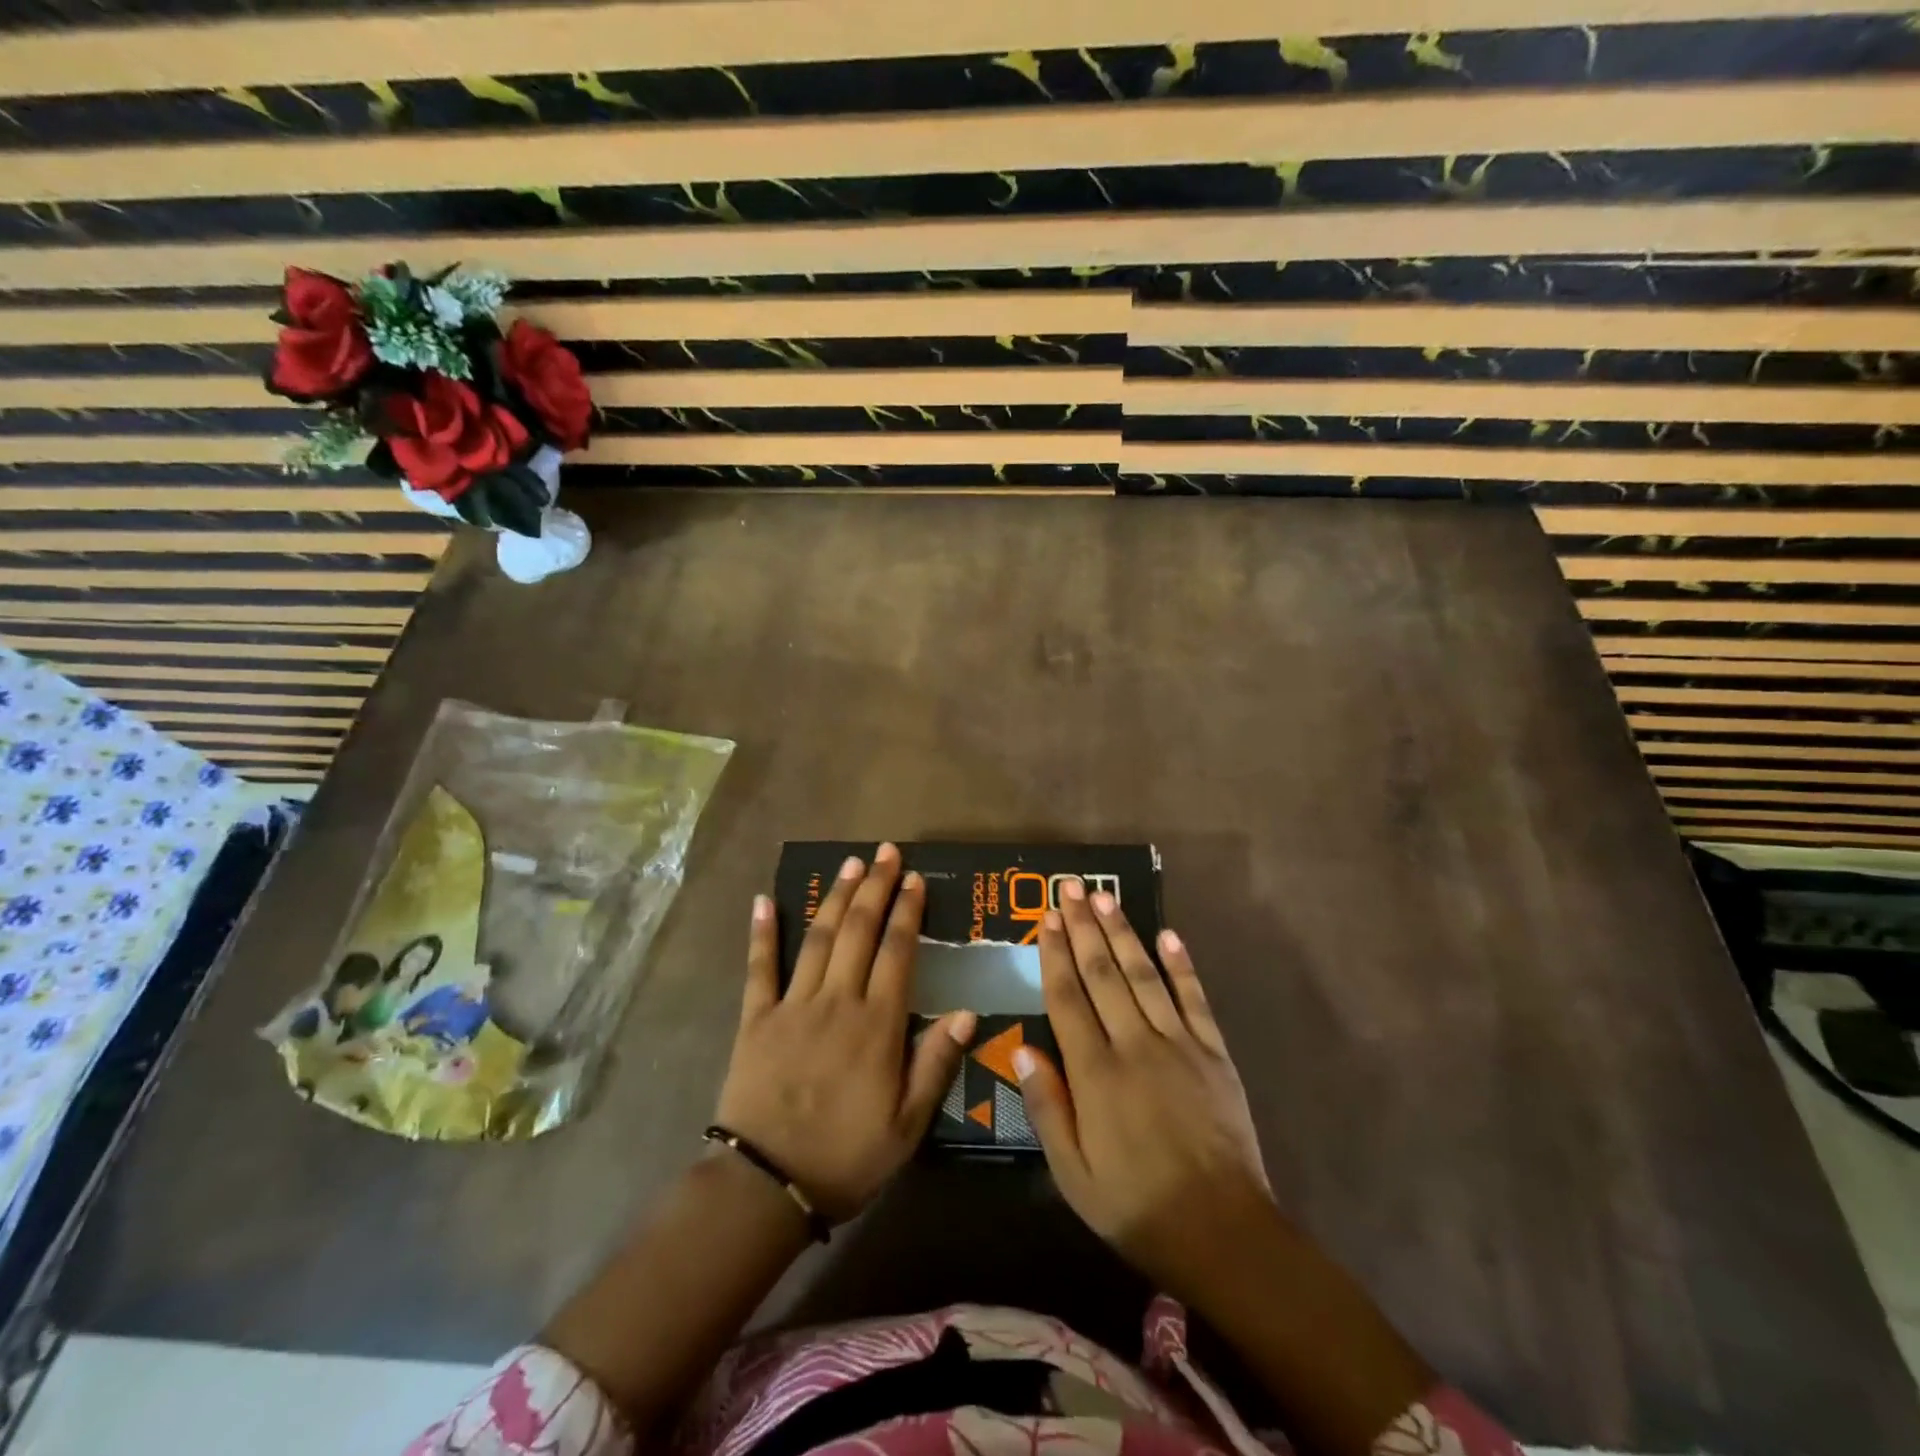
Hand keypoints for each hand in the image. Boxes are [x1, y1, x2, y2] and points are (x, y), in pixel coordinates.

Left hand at [714, 844, 975, 1222]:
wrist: (765, 1185)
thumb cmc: (845, 1157)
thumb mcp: (907, 1125)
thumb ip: (936, 1063)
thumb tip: (968, 1011)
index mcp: (877, 1024)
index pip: (898, 952)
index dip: (908, 912)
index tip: (915, 880)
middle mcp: (837, 1001)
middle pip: (859, 931)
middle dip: (876, 888)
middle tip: (887, 853)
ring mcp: (793, 1005)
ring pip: (819, 938)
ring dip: (837, 897)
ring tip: (851, 864)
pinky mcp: (755, 1018)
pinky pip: (759, 968)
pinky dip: (762, 933)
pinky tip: (765, 900)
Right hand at [1014, 880, 1273, 1300]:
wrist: (1225, 1235)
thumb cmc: (1138, 1209)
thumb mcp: (1074, 1176)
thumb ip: (1047, 1108)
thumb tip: (1023, 1046)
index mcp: (1096, 1074)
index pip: (1067, 999)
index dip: (1054, 955)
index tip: (1045, 918)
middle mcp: (1135, 1046)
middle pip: (1103, 974)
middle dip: (1083, 928)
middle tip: (1071, 887)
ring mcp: (1179, 1045)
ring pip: (1144, 975)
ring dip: (1123, 932)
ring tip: (1105, 897)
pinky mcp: (1214, 1054)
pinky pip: (1195, 1000)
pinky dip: (1182, 966)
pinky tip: (1169, 935)